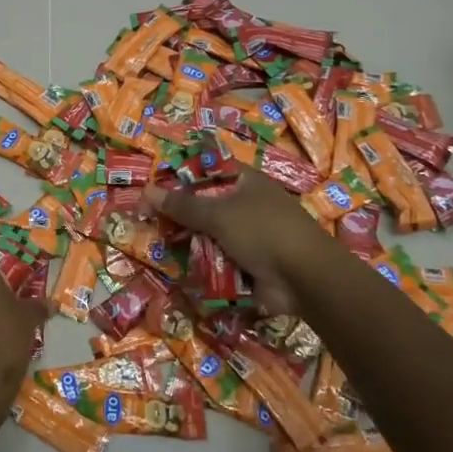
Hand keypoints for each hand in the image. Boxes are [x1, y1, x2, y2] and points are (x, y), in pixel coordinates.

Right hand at [142, 170, 325, 313]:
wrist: (305, 279)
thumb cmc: (263, 231)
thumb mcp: (218, 214)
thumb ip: (181, 205)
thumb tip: (147, 192)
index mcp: (246, 182)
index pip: (207, 172)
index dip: (180, 179)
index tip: (155, 191)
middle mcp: (248, 205)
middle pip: (205, 206)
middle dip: (180, 216)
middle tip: (150, 223)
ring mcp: (251, 236)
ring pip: (209, 236)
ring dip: (190, 243)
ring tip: (161, 248)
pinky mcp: (251, 264)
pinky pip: (219, 260)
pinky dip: (204, 265)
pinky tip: (181, 270)